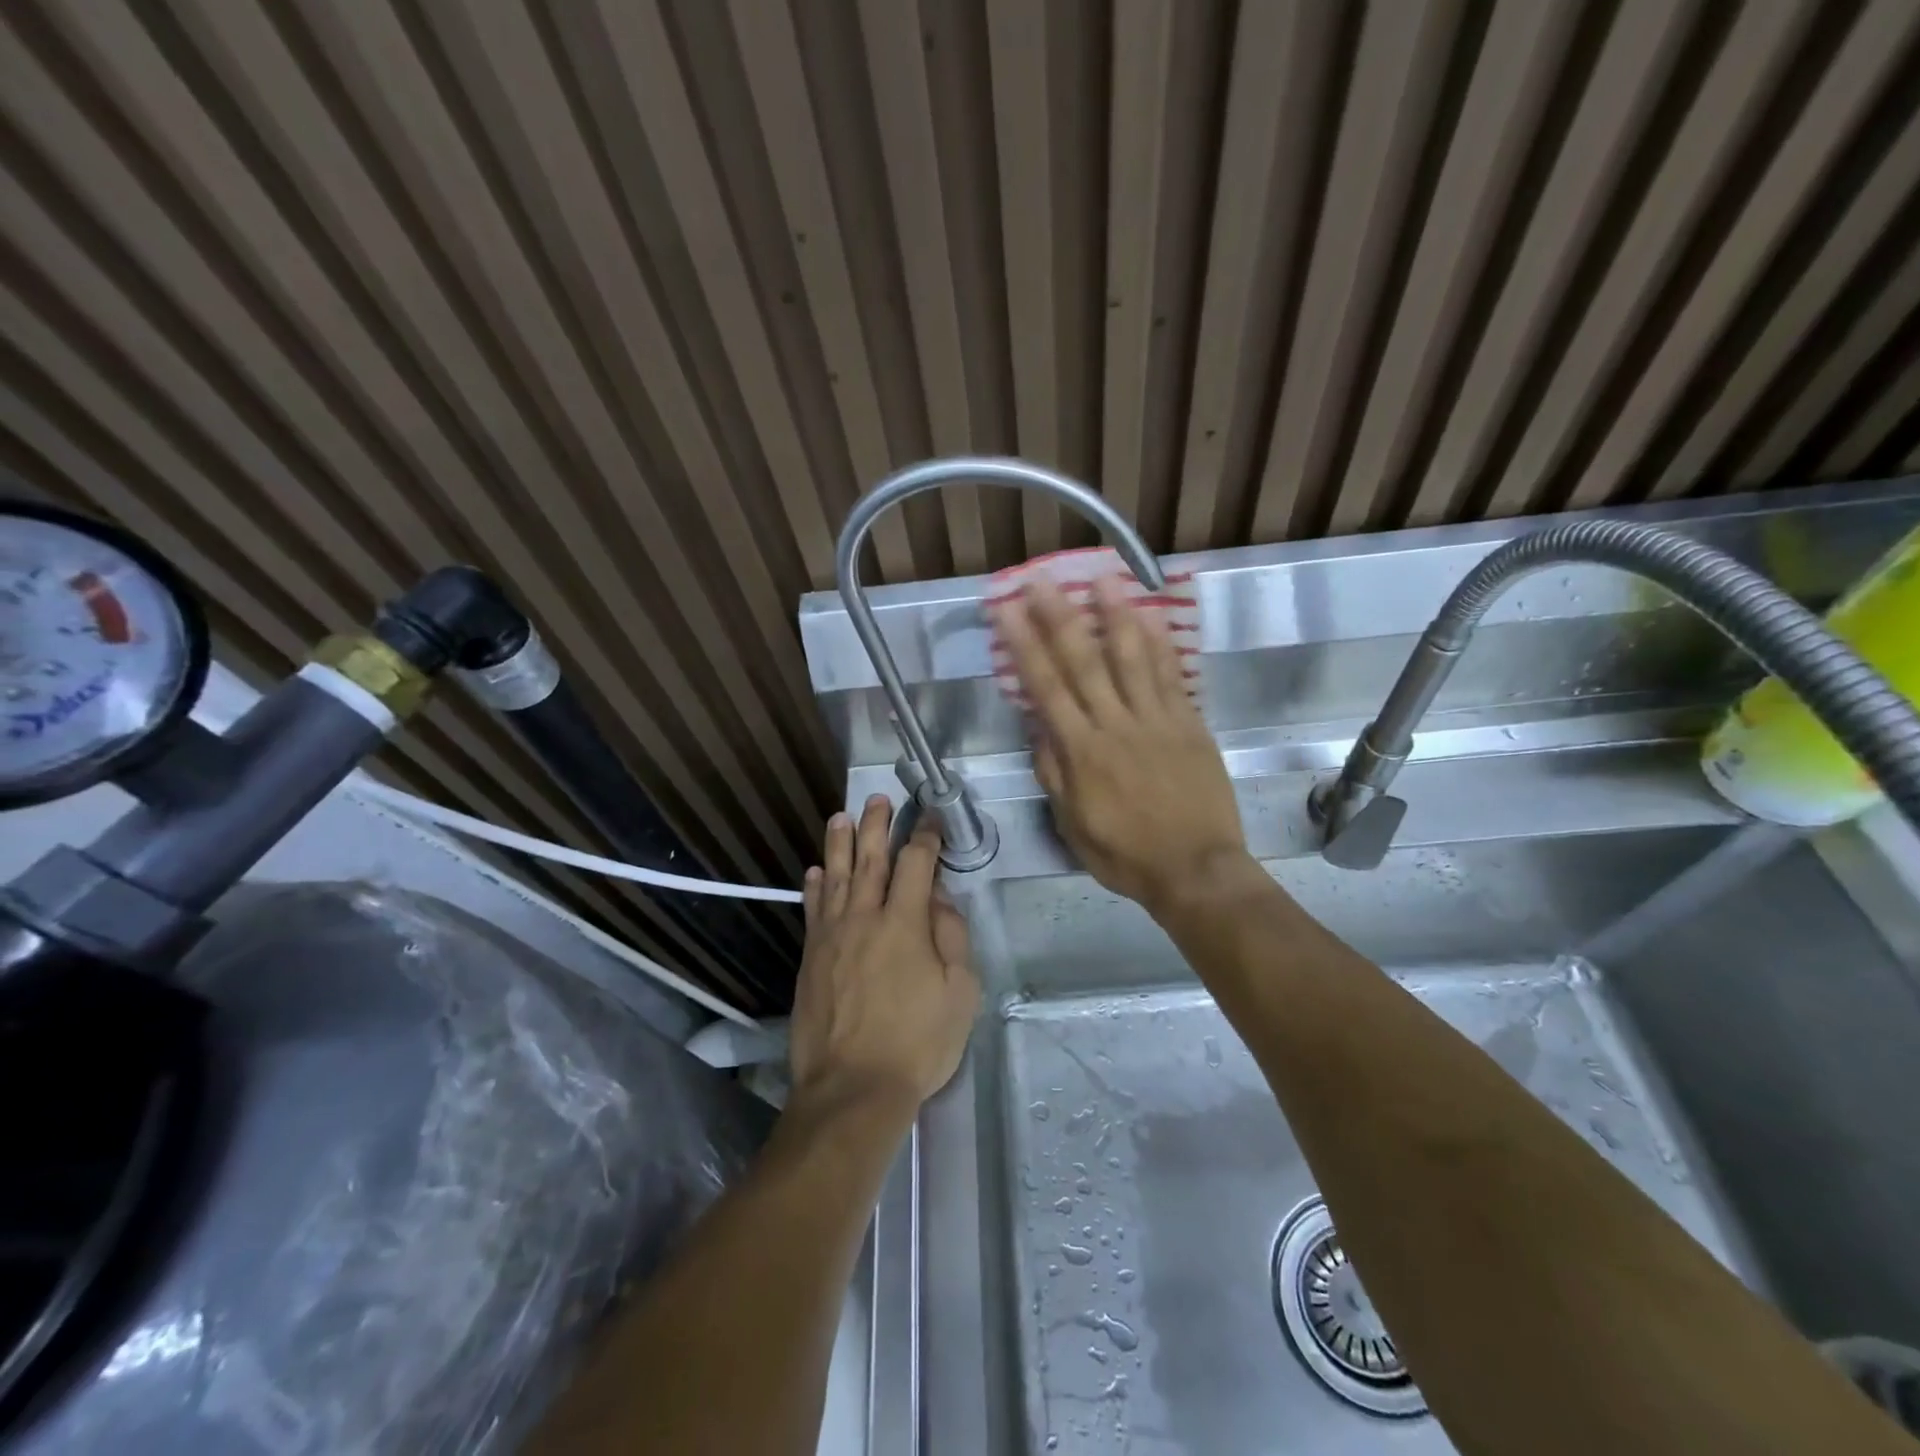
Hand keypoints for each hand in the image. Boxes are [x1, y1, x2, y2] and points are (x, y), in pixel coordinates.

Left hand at [789, 795, 979, 1118]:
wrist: (853, 1087)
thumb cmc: (918, 1043)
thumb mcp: (960, 993)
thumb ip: (952, 937)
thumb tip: (940, 898)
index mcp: (905, 923)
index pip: (916, 864)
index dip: (925, 837)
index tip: (931, 819)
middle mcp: (865, 917)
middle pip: (870, 859)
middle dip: (877, 826)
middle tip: (880, 800)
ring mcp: (832, 936)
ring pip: (836, 876)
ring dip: (840, 843)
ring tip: (842, 816)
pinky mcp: (811, 957)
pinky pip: (813, 910)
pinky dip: (815, 886)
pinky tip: (817, 871)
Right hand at [990, 574, 1248, 914]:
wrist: (1196, 869)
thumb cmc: (1127, 854)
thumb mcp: (1073, 825)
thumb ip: (1055, 774)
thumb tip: (1039, 730)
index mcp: (1082, 752)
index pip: (1046, 688)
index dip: (1024, 645)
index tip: (1007, 611)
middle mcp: (1116, 725)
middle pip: (1083, 662)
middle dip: (1059, 617)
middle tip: (1041, 580)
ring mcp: (1157, 720)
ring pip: (1132, 658)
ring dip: (1114, 615)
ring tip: (1100, 579)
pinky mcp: (1190, 723)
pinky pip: (1172, 676)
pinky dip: (1161, 644)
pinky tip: (1151, 616)